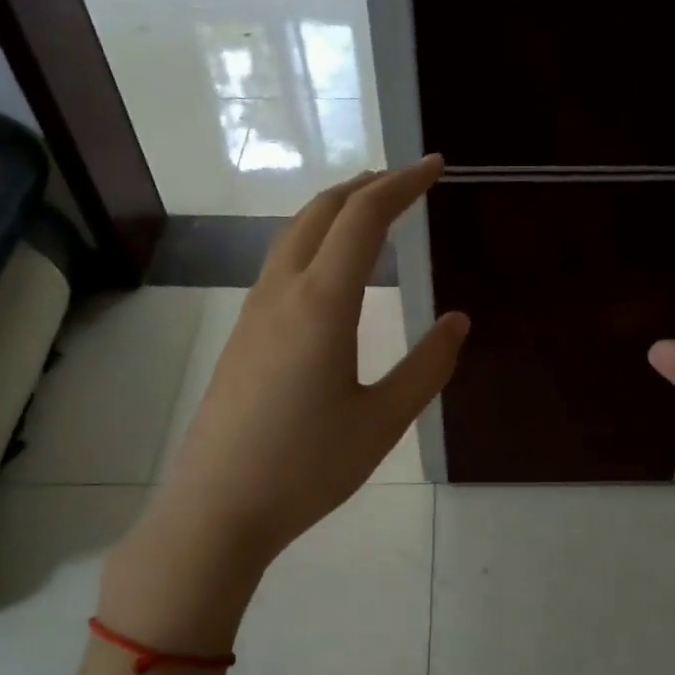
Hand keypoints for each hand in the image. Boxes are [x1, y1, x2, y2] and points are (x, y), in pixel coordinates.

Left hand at [157, 156, 466, 568]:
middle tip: (408, 181)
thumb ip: (426, 368)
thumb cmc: (306, 468)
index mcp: (321, 304)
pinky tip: (331, 269)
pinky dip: (315, 241)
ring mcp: (254, 312)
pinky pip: (281, 264)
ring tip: (373, 211)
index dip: (402, 184)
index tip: (436, 166)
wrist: (217, 508)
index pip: (364, 218)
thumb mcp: (381, 422)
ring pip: (295, 234)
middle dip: (367, 185)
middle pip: (322, 211)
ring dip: (336, 210)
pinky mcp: (242, 336)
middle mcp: (282, 293)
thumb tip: (458, 322)